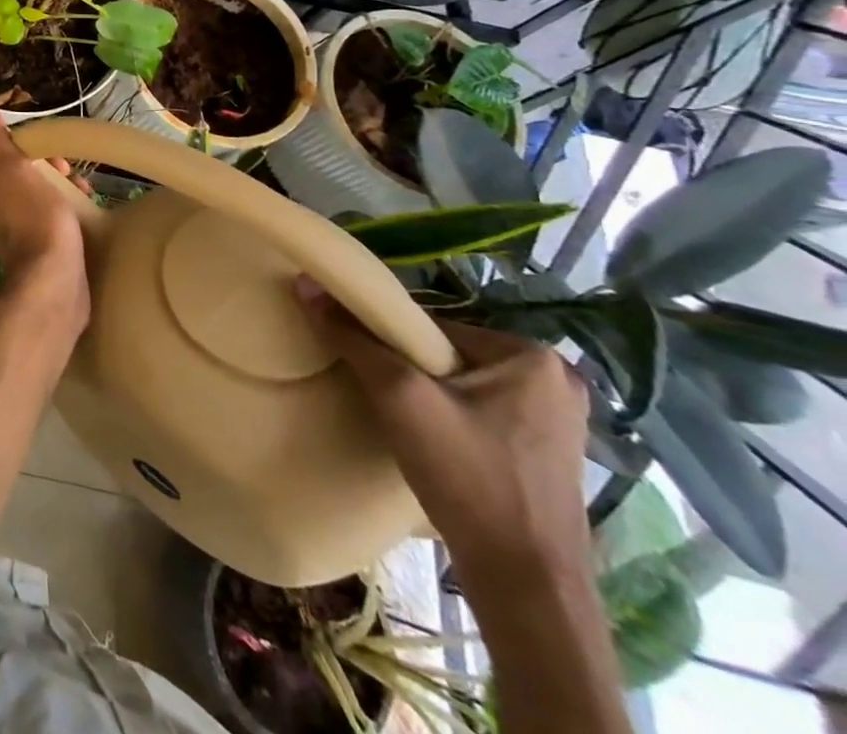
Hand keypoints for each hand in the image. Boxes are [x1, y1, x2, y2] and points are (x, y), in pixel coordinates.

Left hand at [0, 92, 89, 332]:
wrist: (55, 286)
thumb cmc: (35, 222)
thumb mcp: (13, 169)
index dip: (9, 141)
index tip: (35, 139)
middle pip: (15, 174)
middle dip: (41, 164)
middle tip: (65, 165)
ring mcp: (17, 233)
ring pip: (35, 196)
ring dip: (58, 186)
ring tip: (83, 187)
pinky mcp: (40, 252)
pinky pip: (50, 220)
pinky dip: (66, 210)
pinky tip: (87, 210)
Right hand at [297, 281, 591, 601]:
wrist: (526, 584)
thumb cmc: (468, 477)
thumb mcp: (399, 397)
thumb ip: (353, 338)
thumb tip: (306, 282)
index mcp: (532, 355)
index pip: (430, 327)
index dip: (388, 344)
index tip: (367, 370)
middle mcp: (555, 379)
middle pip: (446, 354)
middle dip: (410, 371)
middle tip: (386, 400)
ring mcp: (560, 420)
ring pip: (461, 385)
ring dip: (428, 396)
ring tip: (405, 423)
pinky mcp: (550, 452)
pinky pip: (481, 412)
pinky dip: (452, 419)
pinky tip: (435, 445)